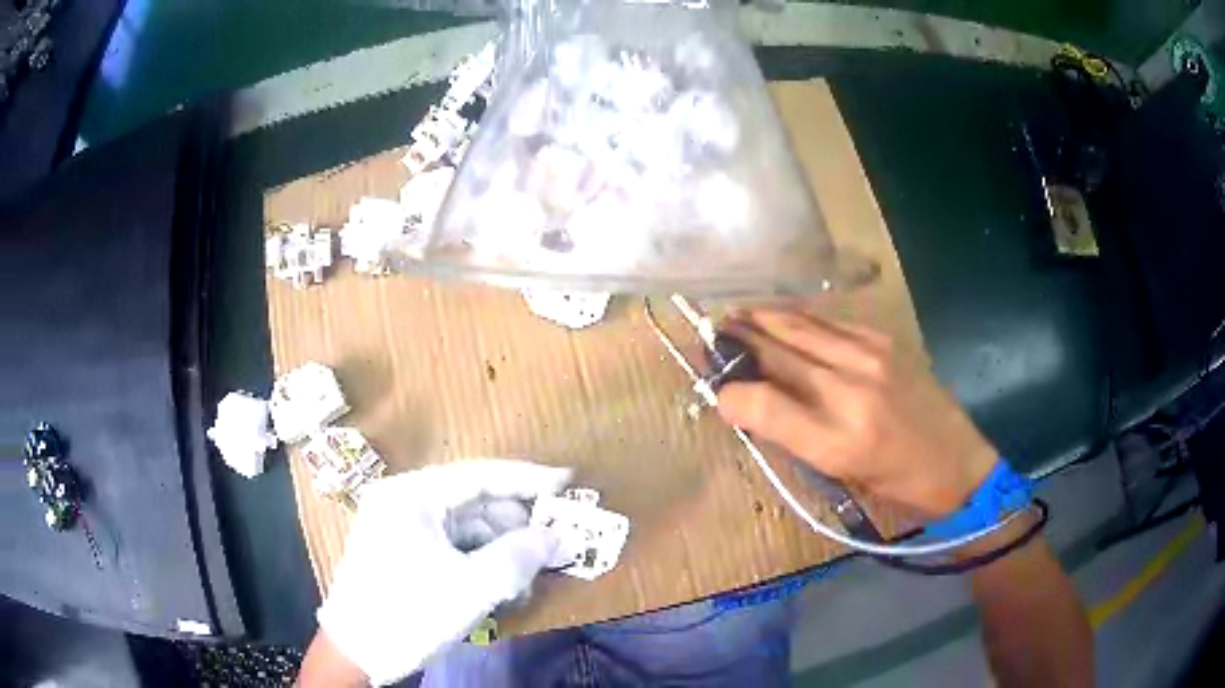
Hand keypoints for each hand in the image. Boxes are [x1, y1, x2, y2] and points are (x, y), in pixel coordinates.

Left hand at [314, 460, 570, 685]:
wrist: (356, 652)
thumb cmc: (409, 613)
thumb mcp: (471, 587)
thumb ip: (519, 557)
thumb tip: (557, 537)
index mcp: (411, 495)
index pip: (479, 476)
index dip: (527, 478)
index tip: (568, 481)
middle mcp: (403, 501)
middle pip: (473, 502)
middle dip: (516, 525)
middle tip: (556, 542)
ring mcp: (400, 526)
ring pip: (465, 528)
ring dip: (501, 549)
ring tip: (531, 577)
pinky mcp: (403, 551)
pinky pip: (452, 546)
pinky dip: (480, 562)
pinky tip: (503, 585)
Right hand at [715, 309, 995, 515]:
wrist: (959, 464)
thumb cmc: (897, 485)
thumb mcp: (841, 476)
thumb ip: (795, 437)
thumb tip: (752, 404)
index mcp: (838, 441)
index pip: (766, 405)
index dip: (732, 393)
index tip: (717, 389)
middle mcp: (852, 391)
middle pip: (781, 351)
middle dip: (741, 337)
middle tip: (712, 330)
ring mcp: (872, 357)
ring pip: (803, 326)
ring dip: (765, 317)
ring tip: (738, 315)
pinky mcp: (886, 342)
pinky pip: (831, 322)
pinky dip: (801, 318)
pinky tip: (788, 318)